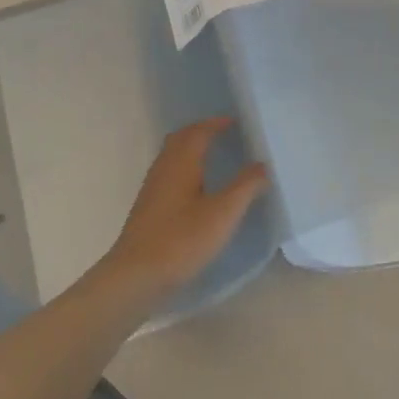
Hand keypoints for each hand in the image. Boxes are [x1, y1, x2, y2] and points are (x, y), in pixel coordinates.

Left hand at [100, 119, 267, 299]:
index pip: (198, 132)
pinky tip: (195, 189)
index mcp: (181, 163)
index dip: (215, 124)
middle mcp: (163, 169)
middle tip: (223, 134)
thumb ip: (245, 186)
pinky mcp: (148, 208)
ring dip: (191, 149)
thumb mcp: (223, 213)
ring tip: (213, 157)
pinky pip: (168, 174)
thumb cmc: (181, 240)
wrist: (136, 276)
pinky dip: (184, 168)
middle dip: (201, 132)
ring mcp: (152, 189)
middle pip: (180, 139)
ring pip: (172, 157)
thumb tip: (263, 164)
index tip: (234, 122)